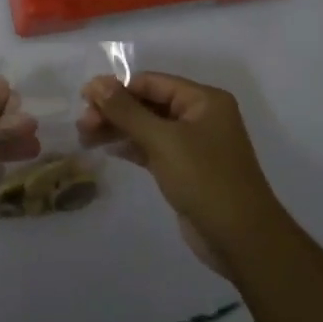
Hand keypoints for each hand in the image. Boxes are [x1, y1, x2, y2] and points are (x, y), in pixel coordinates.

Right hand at [78, 71, 290, 277]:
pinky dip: (129, 146)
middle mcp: (200, 116)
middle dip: (114, 111)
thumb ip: (127, 111)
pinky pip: (152, 148)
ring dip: (117, 129)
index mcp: (203, 100)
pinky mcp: (184, 168)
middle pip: (148, 103)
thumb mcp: (163, 140)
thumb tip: (96, 83)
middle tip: (82, 125)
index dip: (117, 88)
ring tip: (84, 137)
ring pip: (147, 127)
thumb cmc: (205, 179)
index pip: (152, 82)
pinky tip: (105, 148)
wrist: (240, 238)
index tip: (83, 98)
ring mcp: (193, 144)